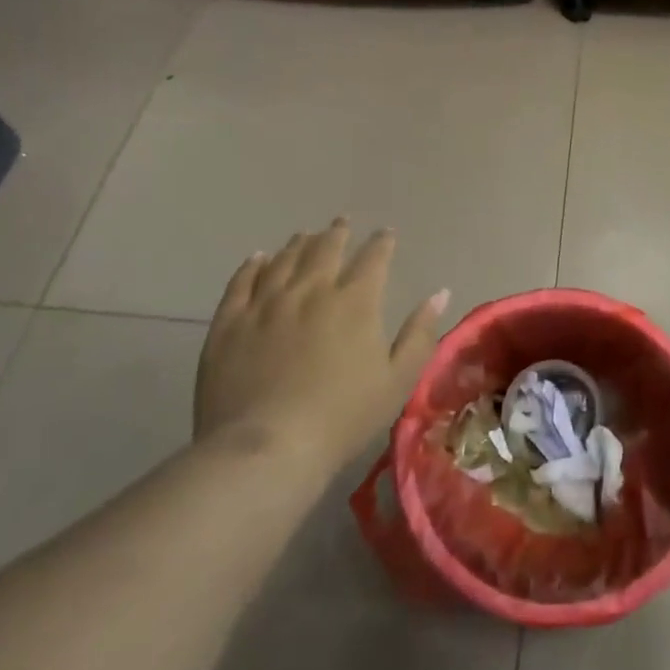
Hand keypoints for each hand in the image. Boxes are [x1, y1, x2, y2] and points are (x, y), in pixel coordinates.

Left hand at [195, 219, 447, 469]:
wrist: (266, 447)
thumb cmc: (343, 417)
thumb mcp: (398, 380)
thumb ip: (420, 334)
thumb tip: (440, 293)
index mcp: (355, 302)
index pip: (373, 258)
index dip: (382, 243)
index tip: (386, 234)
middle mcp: (311, 290)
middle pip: (326, 249)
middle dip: (338, 233)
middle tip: (342, 222)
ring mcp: (266, 303)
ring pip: (285, 260)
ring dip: (299, 244)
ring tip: (305, 235)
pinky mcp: (230, 322)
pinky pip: (242, 282)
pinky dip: (253, 265)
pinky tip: (258, 258)